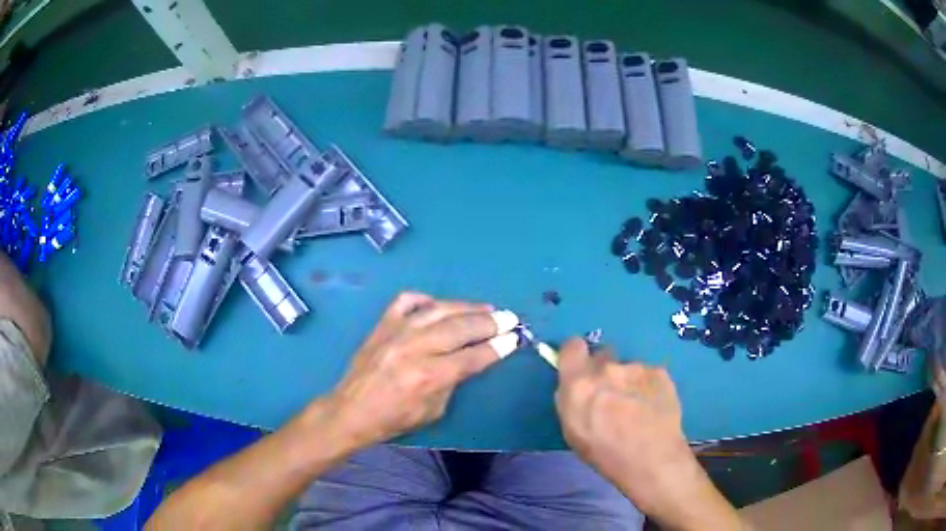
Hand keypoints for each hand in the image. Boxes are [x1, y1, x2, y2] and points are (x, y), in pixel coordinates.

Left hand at [327, 292, 519, 446]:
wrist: (351, 410)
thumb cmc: (394, 419)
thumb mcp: (433, 411)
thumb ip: (454, 381)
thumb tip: (472, 358)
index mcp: (428, 376)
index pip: (473, 357)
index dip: (498, 347)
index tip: (515, 338)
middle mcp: (414, 348)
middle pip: (460, 328)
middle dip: (490, 322)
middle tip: (510, 318)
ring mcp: (396, 332)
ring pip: (439, 310)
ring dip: (467, 307)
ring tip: (487, 307)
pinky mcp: (382, 324)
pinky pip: (407, 300)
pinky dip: (426, 299)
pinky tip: (439, 305)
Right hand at [555, 339, 740, 529]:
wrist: (653, 460)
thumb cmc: (606, 454)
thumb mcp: (573, 432)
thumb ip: (571, 400)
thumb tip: (576, 386)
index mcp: (579, 384)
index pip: (572, 346)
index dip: (575, 356)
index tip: (580, 369)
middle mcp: (606, 368)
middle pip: (602, 355)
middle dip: (603, 371)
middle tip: (611, 395)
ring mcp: (636, 367)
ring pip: (627, 367)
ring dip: (628, 380)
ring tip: (638, 407)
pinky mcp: (660, 371)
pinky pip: (648, 374)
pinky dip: (648, 386)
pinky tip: (653, 407)